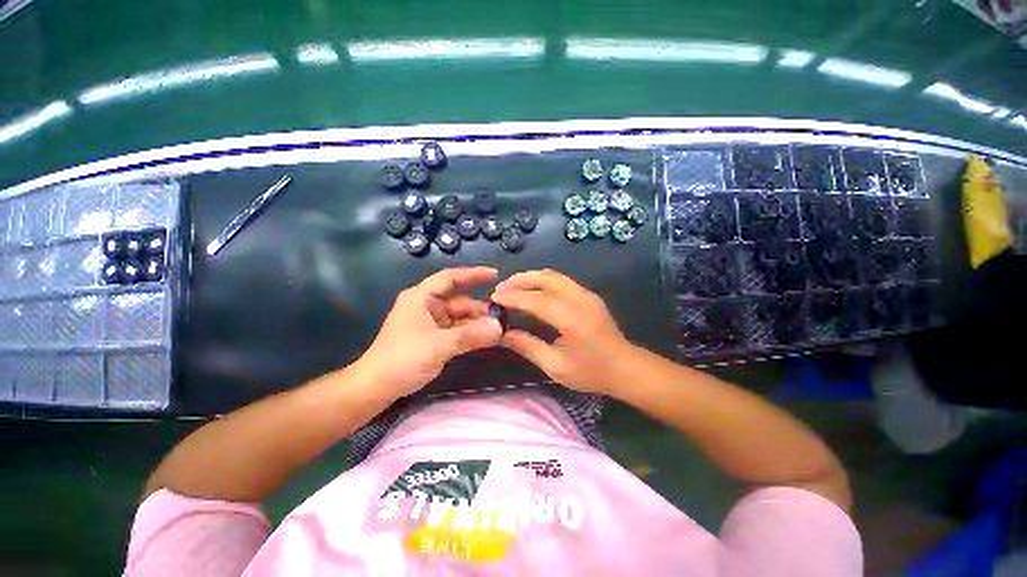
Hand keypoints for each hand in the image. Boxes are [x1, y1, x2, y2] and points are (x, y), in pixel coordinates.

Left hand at [358, 267, 502, 397]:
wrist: (375, 387)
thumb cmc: (403, 358)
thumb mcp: (439, 345)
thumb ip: (470, 335)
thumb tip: (499, 328)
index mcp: (422, 297)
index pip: (450, 277)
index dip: (473, 274)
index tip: (495, 275)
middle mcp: (426, 306)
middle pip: (459, 301)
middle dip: (479, 309)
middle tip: (503, 318)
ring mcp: (429, 322)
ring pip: (459, 317)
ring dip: (476, 324)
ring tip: (498, 331)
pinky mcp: (432, 337)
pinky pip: (456, 330)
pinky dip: (469, 334)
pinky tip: (485, 339)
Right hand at [490, 269, 634, 393]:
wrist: (626, 368)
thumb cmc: (591, 372)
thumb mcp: (555, 366)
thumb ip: (528, 346)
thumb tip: (504, 333)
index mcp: (571, 318)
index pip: (535, 299)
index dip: (513, 297)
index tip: (494, 298)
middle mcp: (579, 299)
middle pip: (545, 278)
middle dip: (520, 280)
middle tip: (501, 289)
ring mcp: (586, 294)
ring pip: (553, 275)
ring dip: (530, 277)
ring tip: (512, 287)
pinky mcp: (588, 295)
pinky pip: (561, 280)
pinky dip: (542, 281)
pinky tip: (532, 291)